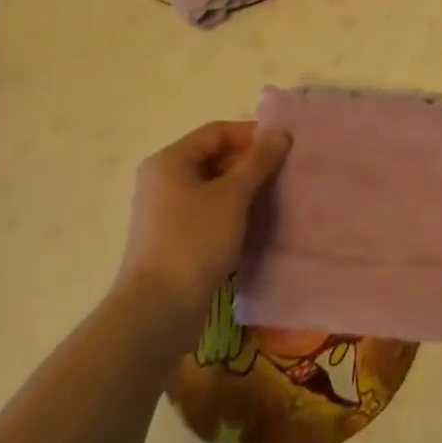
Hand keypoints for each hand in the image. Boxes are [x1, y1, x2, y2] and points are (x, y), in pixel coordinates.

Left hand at [114, 121, 289, 318]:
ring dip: (244, 189)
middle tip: (284, 174)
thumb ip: (258, 161)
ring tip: (275, 198)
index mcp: (170, 161)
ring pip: (213, 187)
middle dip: (250, 163)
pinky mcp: (173, 238)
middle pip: (214, 157)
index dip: (252, 135)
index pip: (217, 132)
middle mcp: (163, 180)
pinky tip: (255, 224)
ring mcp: (166, 211)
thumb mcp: (232, 195)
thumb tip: (280, 132)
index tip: (284, 148)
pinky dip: (232, 211)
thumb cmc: (194, 241)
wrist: (158, 310)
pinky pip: (208, 211)